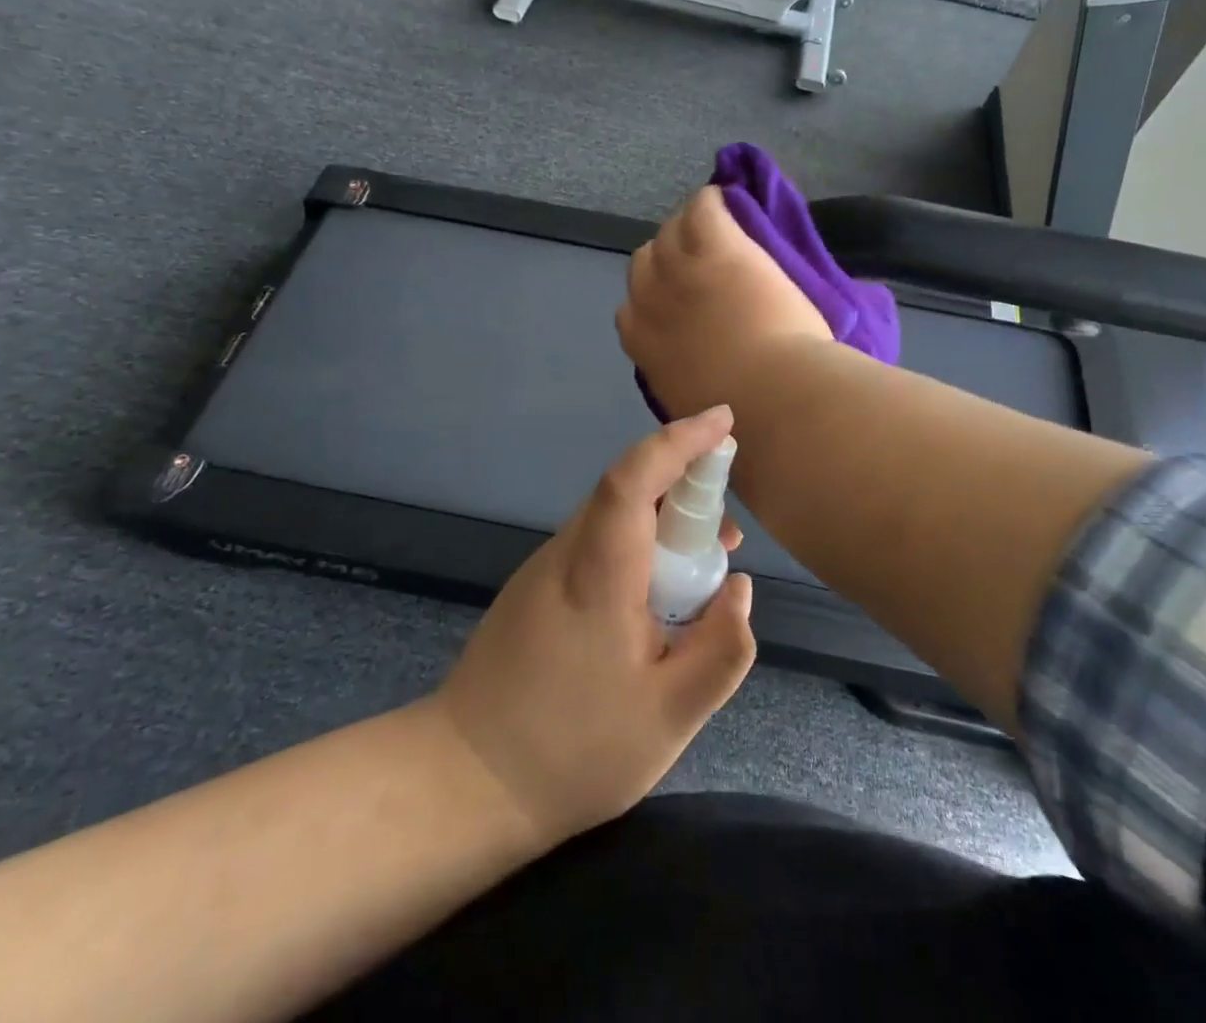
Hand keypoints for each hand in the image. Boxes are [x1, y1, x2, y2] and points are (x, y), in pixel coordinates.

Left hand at [432, 407, 756, 847]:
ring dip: (664, 523)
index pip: (634, 478)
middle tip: (731, 532)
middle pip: (628, 490)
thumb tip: (740, 587)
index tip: (723, 421)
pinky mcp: (536, 587)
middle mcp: (566, 553)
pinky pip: (598, 543)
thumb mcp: (670, 718)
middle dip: (686, 487)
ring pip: (614, 517)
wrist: (464, 782)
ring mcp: (545, 568)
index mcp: (598, 573)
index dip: (680, 441)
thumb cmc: (573, 750)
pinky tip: (658, 597)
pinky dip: (639, 546)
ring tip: (704, 568)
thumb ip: (721, 649)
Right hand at [618, 185, 832, 419]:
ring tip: (717, 233)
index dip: (655, 300)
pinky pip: (703, 207)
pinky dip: (713, 201)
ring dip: (689, 231)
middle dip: (667, 262)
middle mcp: (651, 300)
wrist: (773, 396)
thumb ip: (683, 380)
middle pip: (644, 262)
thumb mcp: (694, 406)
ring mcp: (682, 270)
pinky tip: (728, 203)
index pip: (630, 309)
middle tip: (700, 265)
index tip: (678, 303)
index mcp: (643, 344)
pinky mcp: (717, 247)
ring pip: (670, 232)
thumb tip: (695, 376)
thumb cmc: (742, 416)